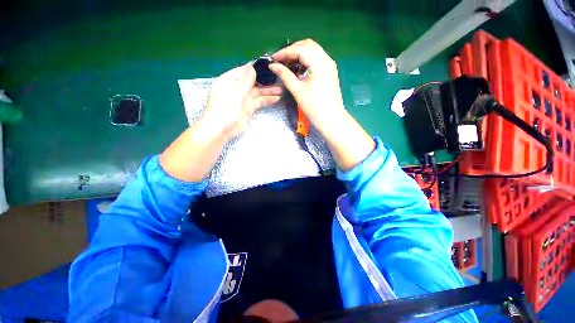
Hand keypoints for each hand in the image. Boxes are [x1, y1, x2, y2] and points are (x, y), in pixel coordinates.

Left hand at [202, 64, 282, 138]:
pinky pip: (259, 101)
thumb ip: (245, 79)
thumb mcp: (235, 91)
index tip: (271, 66)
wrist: (222, 128)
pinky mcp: (249, 108)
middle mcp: (238, 87)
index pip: (246, 70)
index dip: (258, 68)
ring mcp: (244, 98)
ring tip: (282, 89)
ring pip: (258, 92)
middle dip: (266, 80)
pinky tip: (277, 98)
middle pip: (254, 81)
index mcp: (231, 79)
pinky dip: (267, 100)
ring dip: (269, 91)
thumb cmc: (225, 107)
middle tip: (281, 78)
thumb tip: (252, 66)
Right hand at [268, 39, 345, 131]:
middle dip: (292, 50)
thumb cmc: (314, 107)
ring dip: (299, 54)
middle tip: (280, 60)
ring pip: (313, 51)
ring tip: (287, 64)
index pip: (300, 49)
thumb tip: (273, 66)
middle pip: (307, 45)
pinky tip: (299, 69)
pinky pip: (316, 59)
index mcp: (320, 63)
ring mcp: (329, 65)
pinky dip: (306, 60)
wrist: (331, 119)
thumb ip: (285, 75)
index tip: (273, 59)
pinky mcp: (329, 72)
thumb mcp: (298, 91)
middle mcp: (327, 60)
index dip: (285, 52)